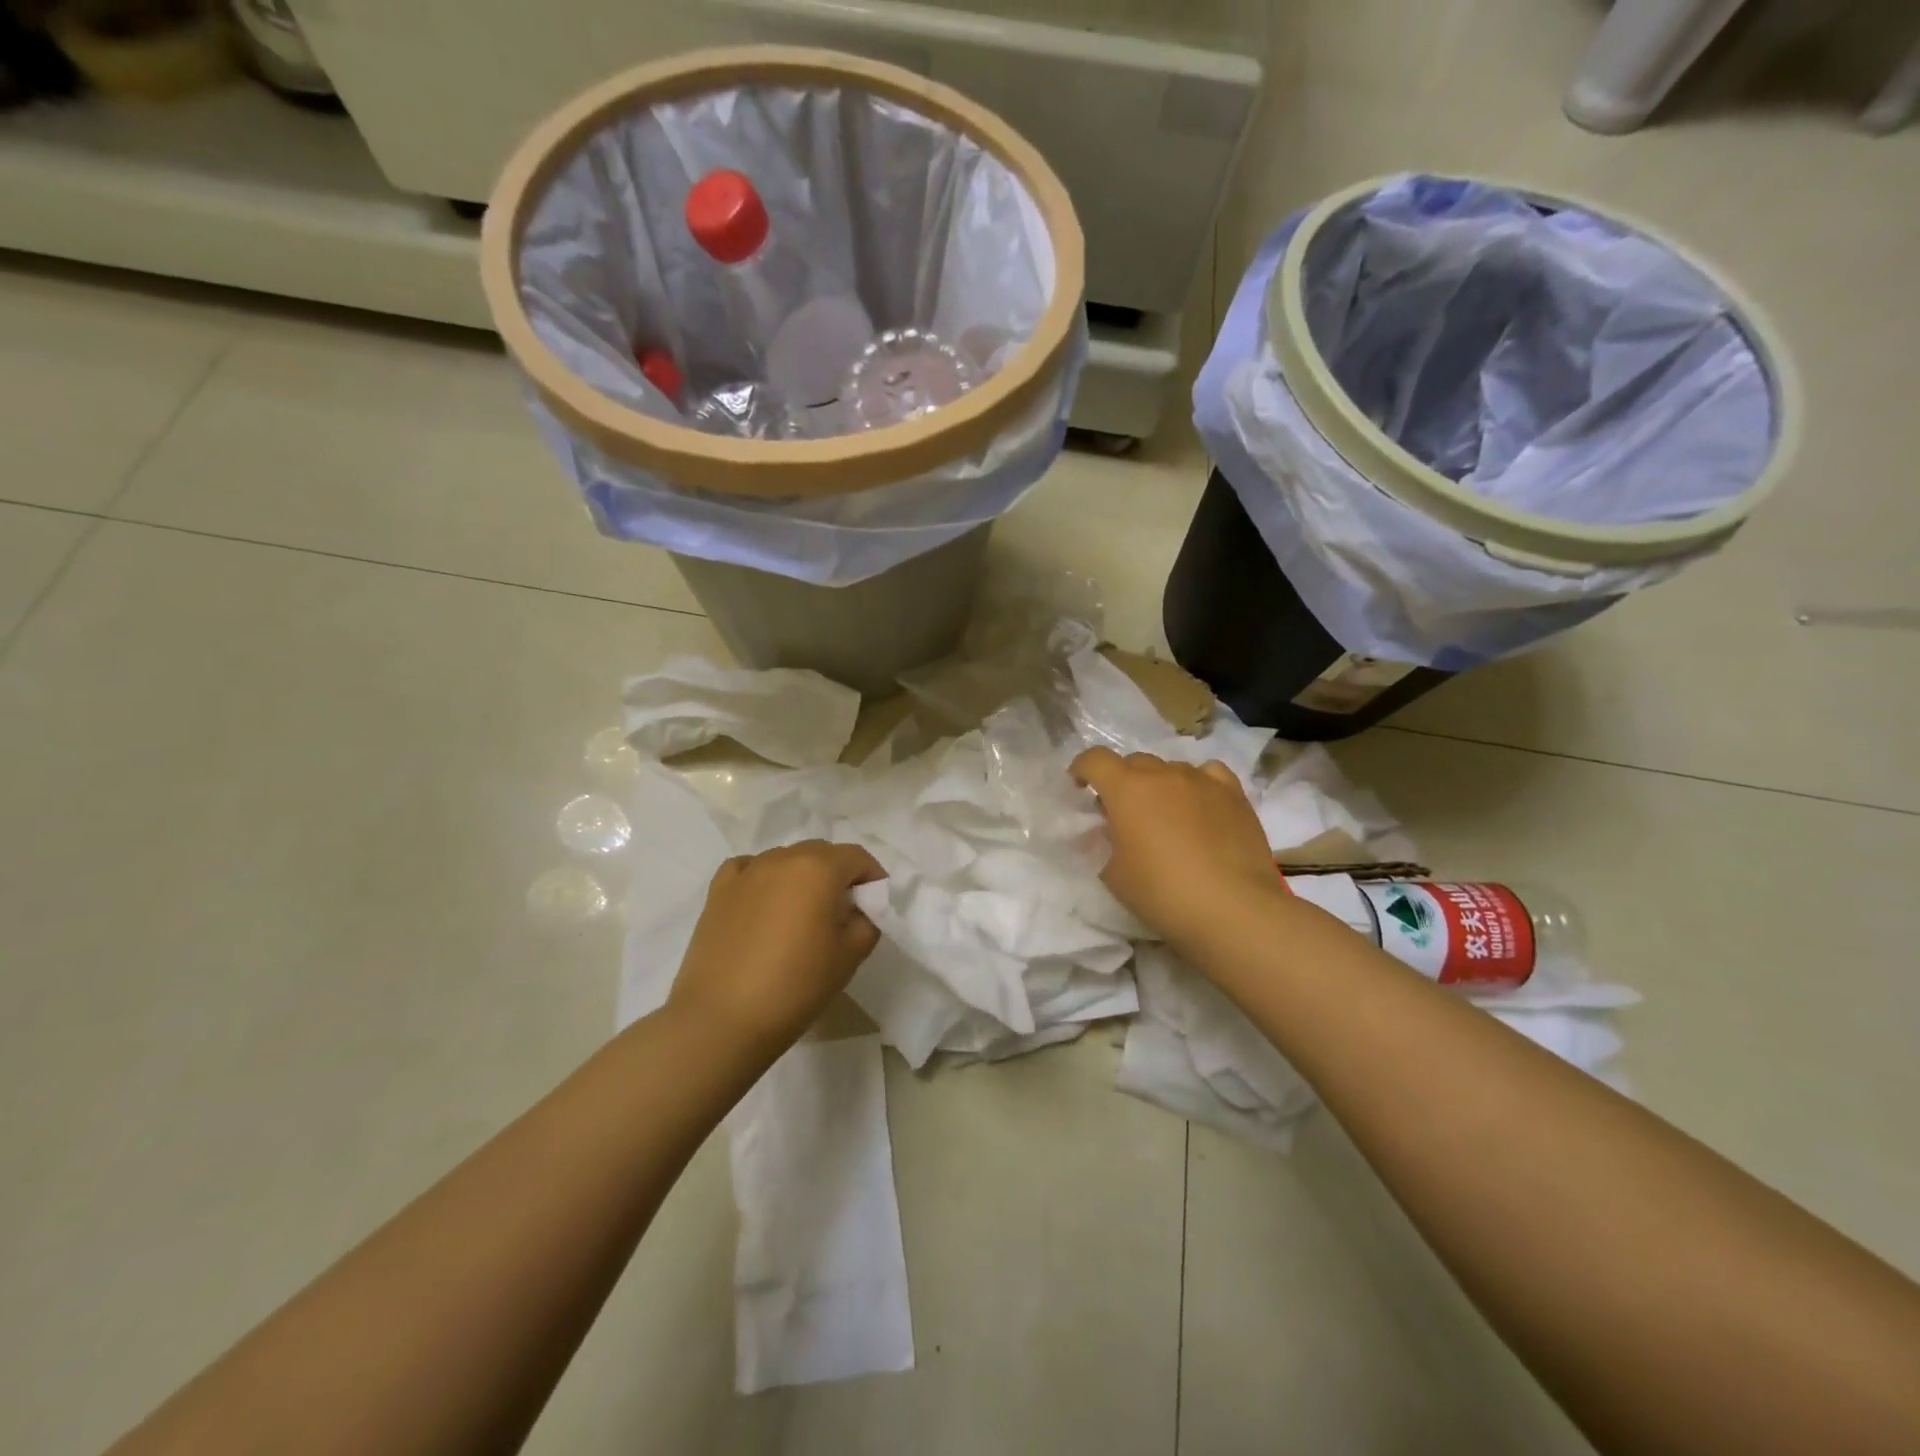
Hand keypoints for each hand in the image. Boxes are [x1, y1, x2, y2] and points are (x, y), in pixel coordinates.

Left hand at [668, 841, 886, 1051]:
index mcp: (819, 868)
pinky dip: (763, 879)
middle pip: (821, 853)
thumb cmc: (796, 986)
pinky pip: (749, 869)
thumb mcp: (850, 956)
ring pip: (785, 860)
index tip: (874, 904)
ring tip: (800, 914)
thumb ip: (867, 921)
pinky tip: (763, 904)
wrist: (722, 1020)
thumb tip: (859, 909)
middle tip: (841, 912)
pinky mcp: (718, 891)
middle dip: (837, 874)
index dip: (872, 877)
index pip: (857, 857)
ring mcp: (746, 872)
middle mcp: (782, 858)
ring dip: (801, 877)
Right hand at [1071, 748, 1283, 949]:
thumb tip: (1112, 830)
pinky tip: (1199, 805)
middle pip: (1134, 762)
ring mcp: (1202, 780)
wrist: (1233, 910)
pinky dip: (1197, 784)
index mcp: (1126, 789)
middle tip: (1123, 813)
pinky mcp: (1234, 794)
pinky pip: (1208, 774)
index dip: (1082, 769)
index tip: (1080, 787)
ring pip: (1171, 768)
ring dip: (1159, 785)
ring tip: (1164, 815)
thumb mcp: (1113, 874)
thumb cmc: (1162, 893)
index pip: (1095, 759)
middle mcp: (1163, 774)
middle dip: (1122, 781)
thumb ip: (1105, 842)